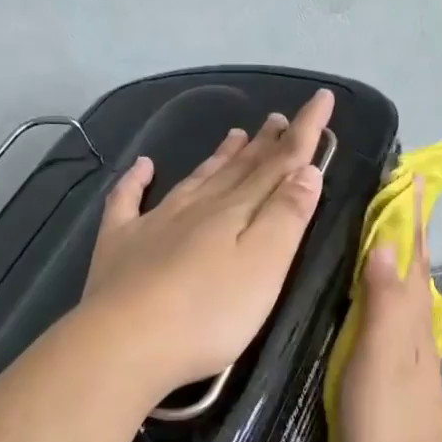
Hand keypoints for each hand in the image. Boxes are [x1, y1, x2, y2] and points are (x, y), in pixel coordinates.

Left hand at [83, 89, 334, 400]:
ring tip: (235, 135)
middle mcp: (197, 207)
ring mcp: (154, 223)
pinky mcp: (120, 245)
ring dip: (218, 157)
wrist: (126, 343)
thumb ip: (287, 216)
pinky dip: (135, 181)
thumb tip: (306, 170)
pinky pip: (127, 202)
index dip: (304, 131)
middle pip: (238, 169)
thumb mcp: (265, 266)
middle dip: (264, 143)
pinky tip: (142, 167)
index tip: (322, 99)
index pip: (280, 163)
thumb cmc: (209, 313)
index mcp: (237, 211)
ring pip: (195, 180)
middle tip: (277, 119)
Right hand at [339, 186, 441, 441]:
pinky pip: (386, 310)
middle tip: (385, 190)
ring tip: (369, 227)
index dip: (409, 214)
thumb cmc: (388, 417)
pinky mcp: (389, 366)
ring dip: (392, 252)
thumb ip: (384, 300)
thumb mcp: (381, 354)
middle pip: (411, 263)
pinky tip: (360, 291)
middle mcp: (411, 321)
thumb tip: (383, 243)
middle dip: (404, 225)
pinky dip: (378, 287)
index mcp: (409, 312)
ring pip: (400, 285)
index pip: (412, 250)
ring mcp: (403, 345)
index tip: (405, 174)